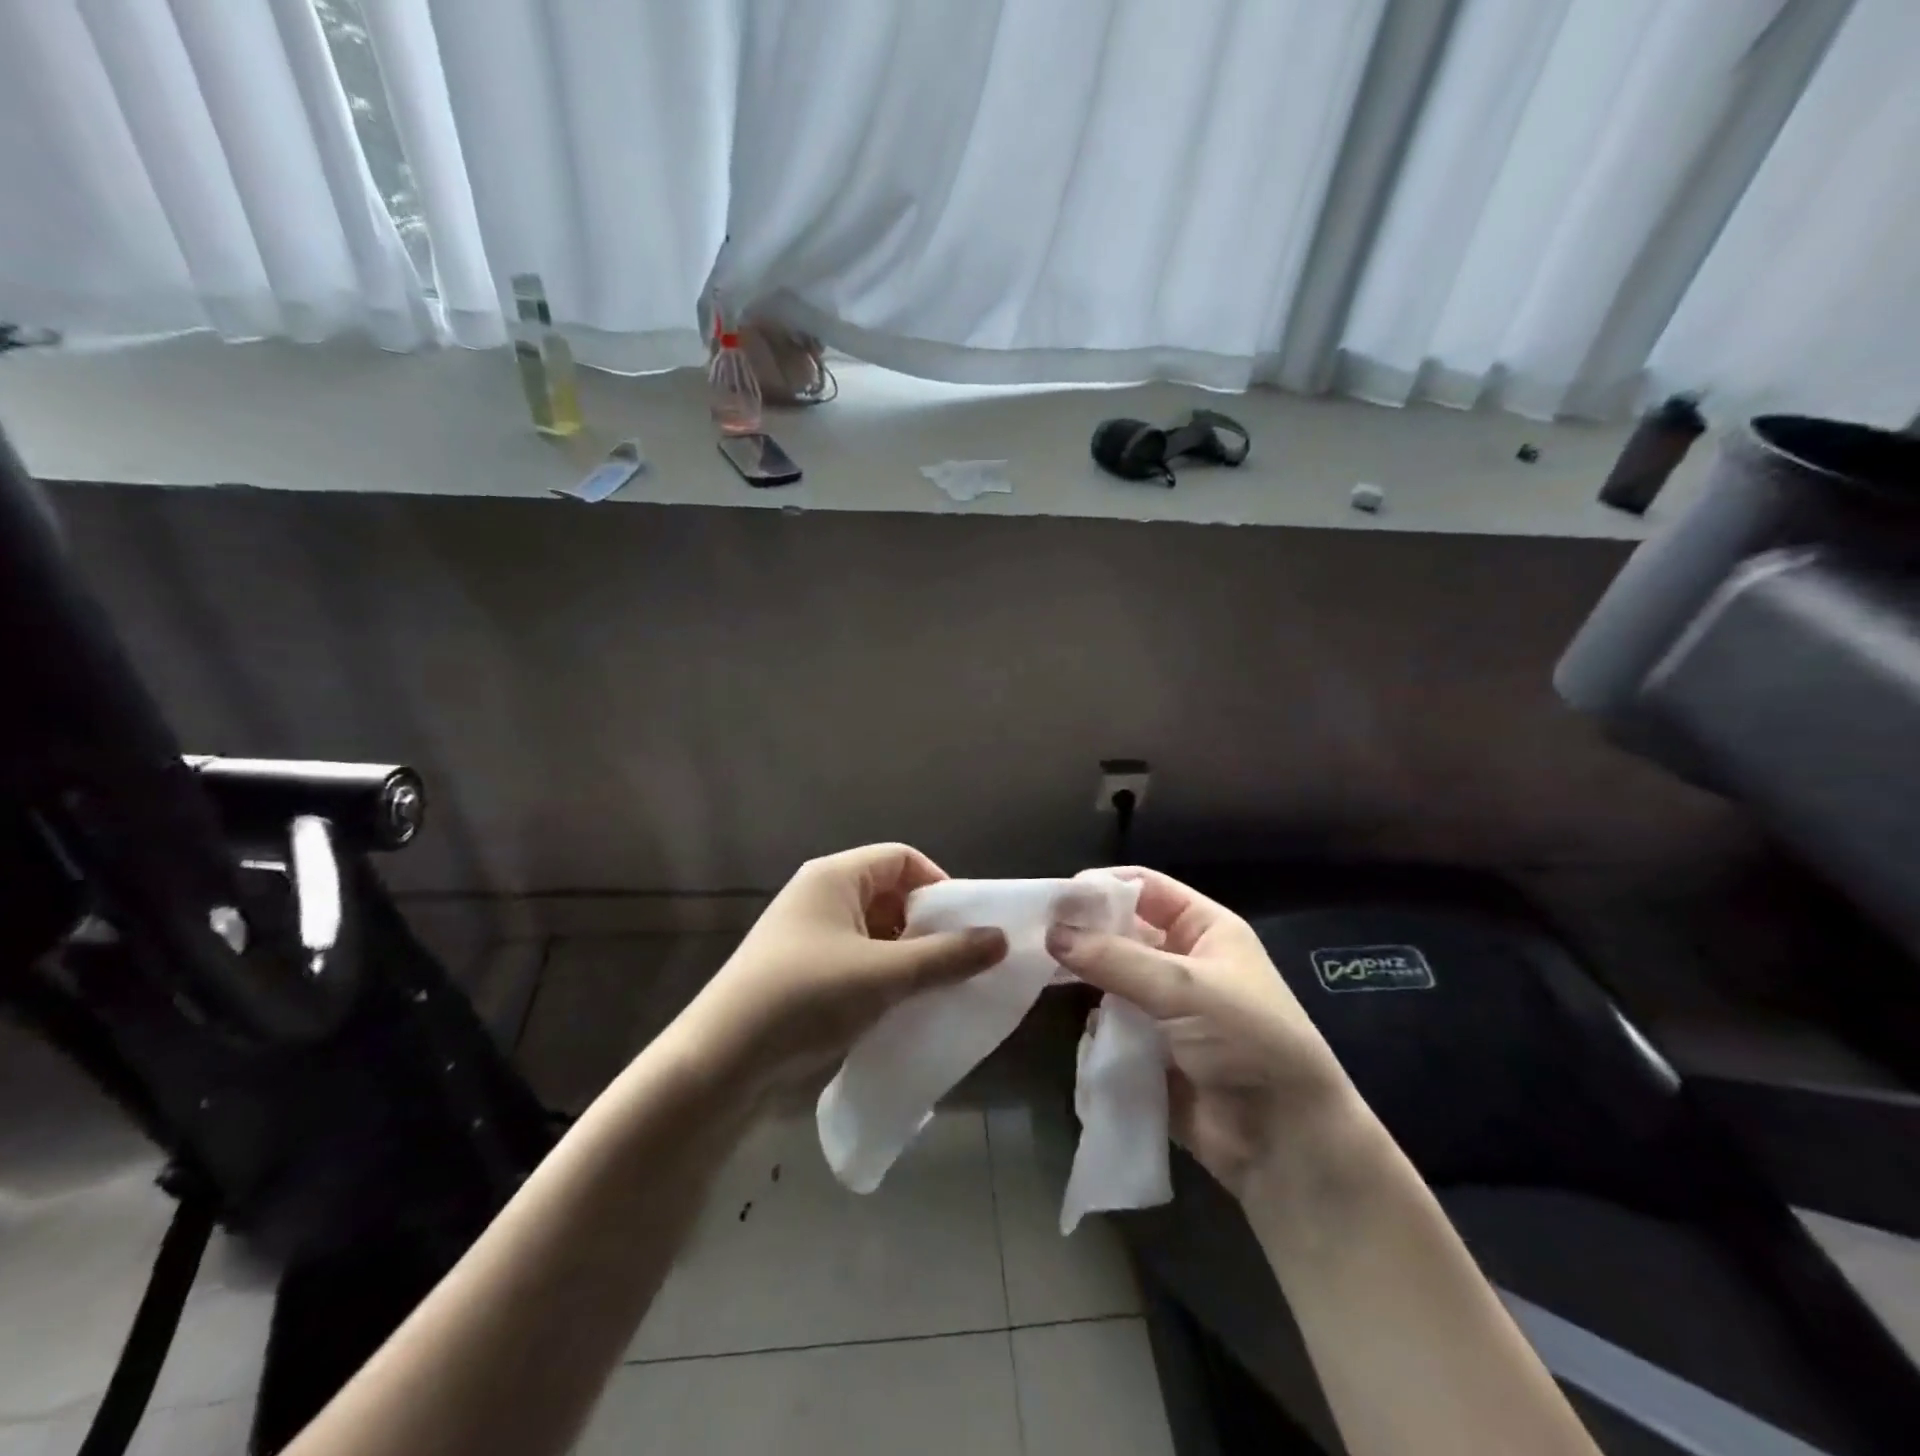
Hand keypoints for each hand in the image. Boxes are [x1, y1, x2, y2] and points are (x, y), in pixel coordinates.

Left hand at [682, 844, 1007, 1099]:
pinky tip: (899, 1008)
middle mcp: (820, 896)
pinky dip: (882, 976)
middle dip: (926, 925)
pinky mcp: (800, 972)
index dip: (939, 885)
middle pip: (889, 894)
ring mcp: (807, 935)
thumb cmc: (806, 998)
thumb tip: (1000, 938)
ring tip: (933, 989)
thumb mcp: (885, 975)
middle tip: (956, 961)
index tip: (965, 926)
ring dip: (906, 956)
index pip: (902, 858)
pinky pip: (856, 960)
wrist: (720, 1063)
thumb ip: (947, 956)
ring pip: (874, 932)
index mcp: (835, 877)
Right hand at [1046, 867, 1361, 1201]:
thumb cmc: (1247, 1039)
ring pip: (1112, 978)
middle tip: (1034, 936)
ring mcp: (1166, 1008)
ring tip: (1039, 975)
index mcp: (1205, 929)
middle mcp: (1183, 961)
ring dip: (1085, 978)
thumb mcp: (1184, 987)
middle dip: (1085, 934)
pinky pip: (1112, 1025)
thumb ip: (1115, 958)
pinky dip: (1095, 1026)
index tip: (1055, 897)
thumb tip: (1052, 933)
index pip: (1146, 888)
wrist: (1285, 1140)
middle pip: (1123, 932)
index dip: (1103, 886)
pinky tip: (1080, 1029)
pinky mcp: (1151, 1050)